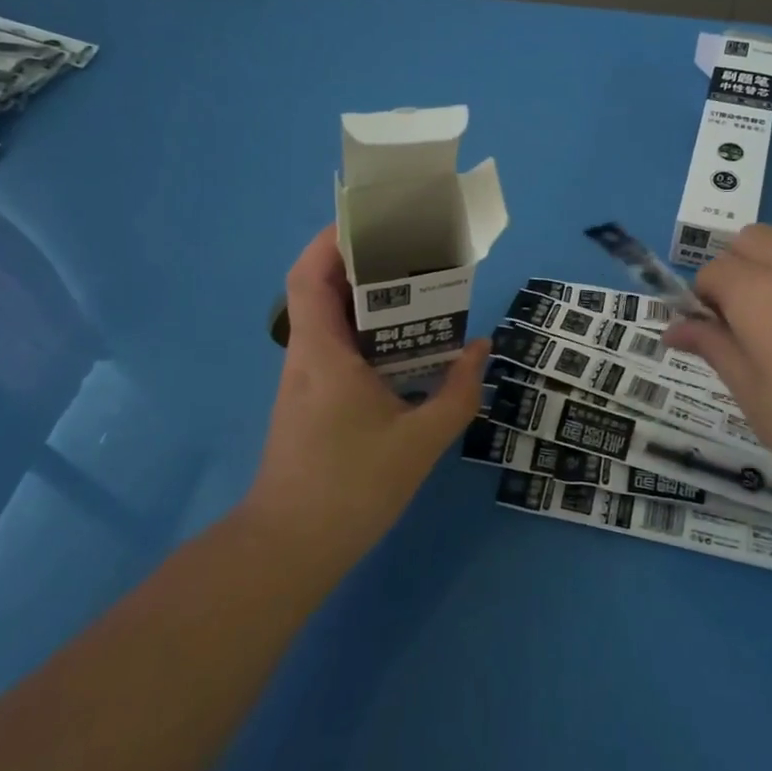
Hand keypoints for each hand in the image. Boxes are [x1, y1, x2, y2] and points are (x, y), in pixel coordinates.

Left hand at [240, 226, 487, 572]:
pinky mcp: (311, 399)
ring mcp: (305, 379)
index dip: (331, 240)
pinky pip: (336, 346)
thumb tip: (481, 350)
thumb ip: (457, 393)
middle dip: (362, 261)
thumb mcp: (419, 441)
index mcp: (323, 352)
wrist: (290, 548)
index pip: (309, 275)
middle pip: (321, 288)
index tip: (372, 222)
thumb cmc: (350, 487)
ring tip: (416, 289)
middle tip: (412, 251)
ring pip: (329, 318)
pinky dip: (366, 331)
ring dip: (365, 297)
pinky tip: (404, 345)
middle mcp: (307, 355)